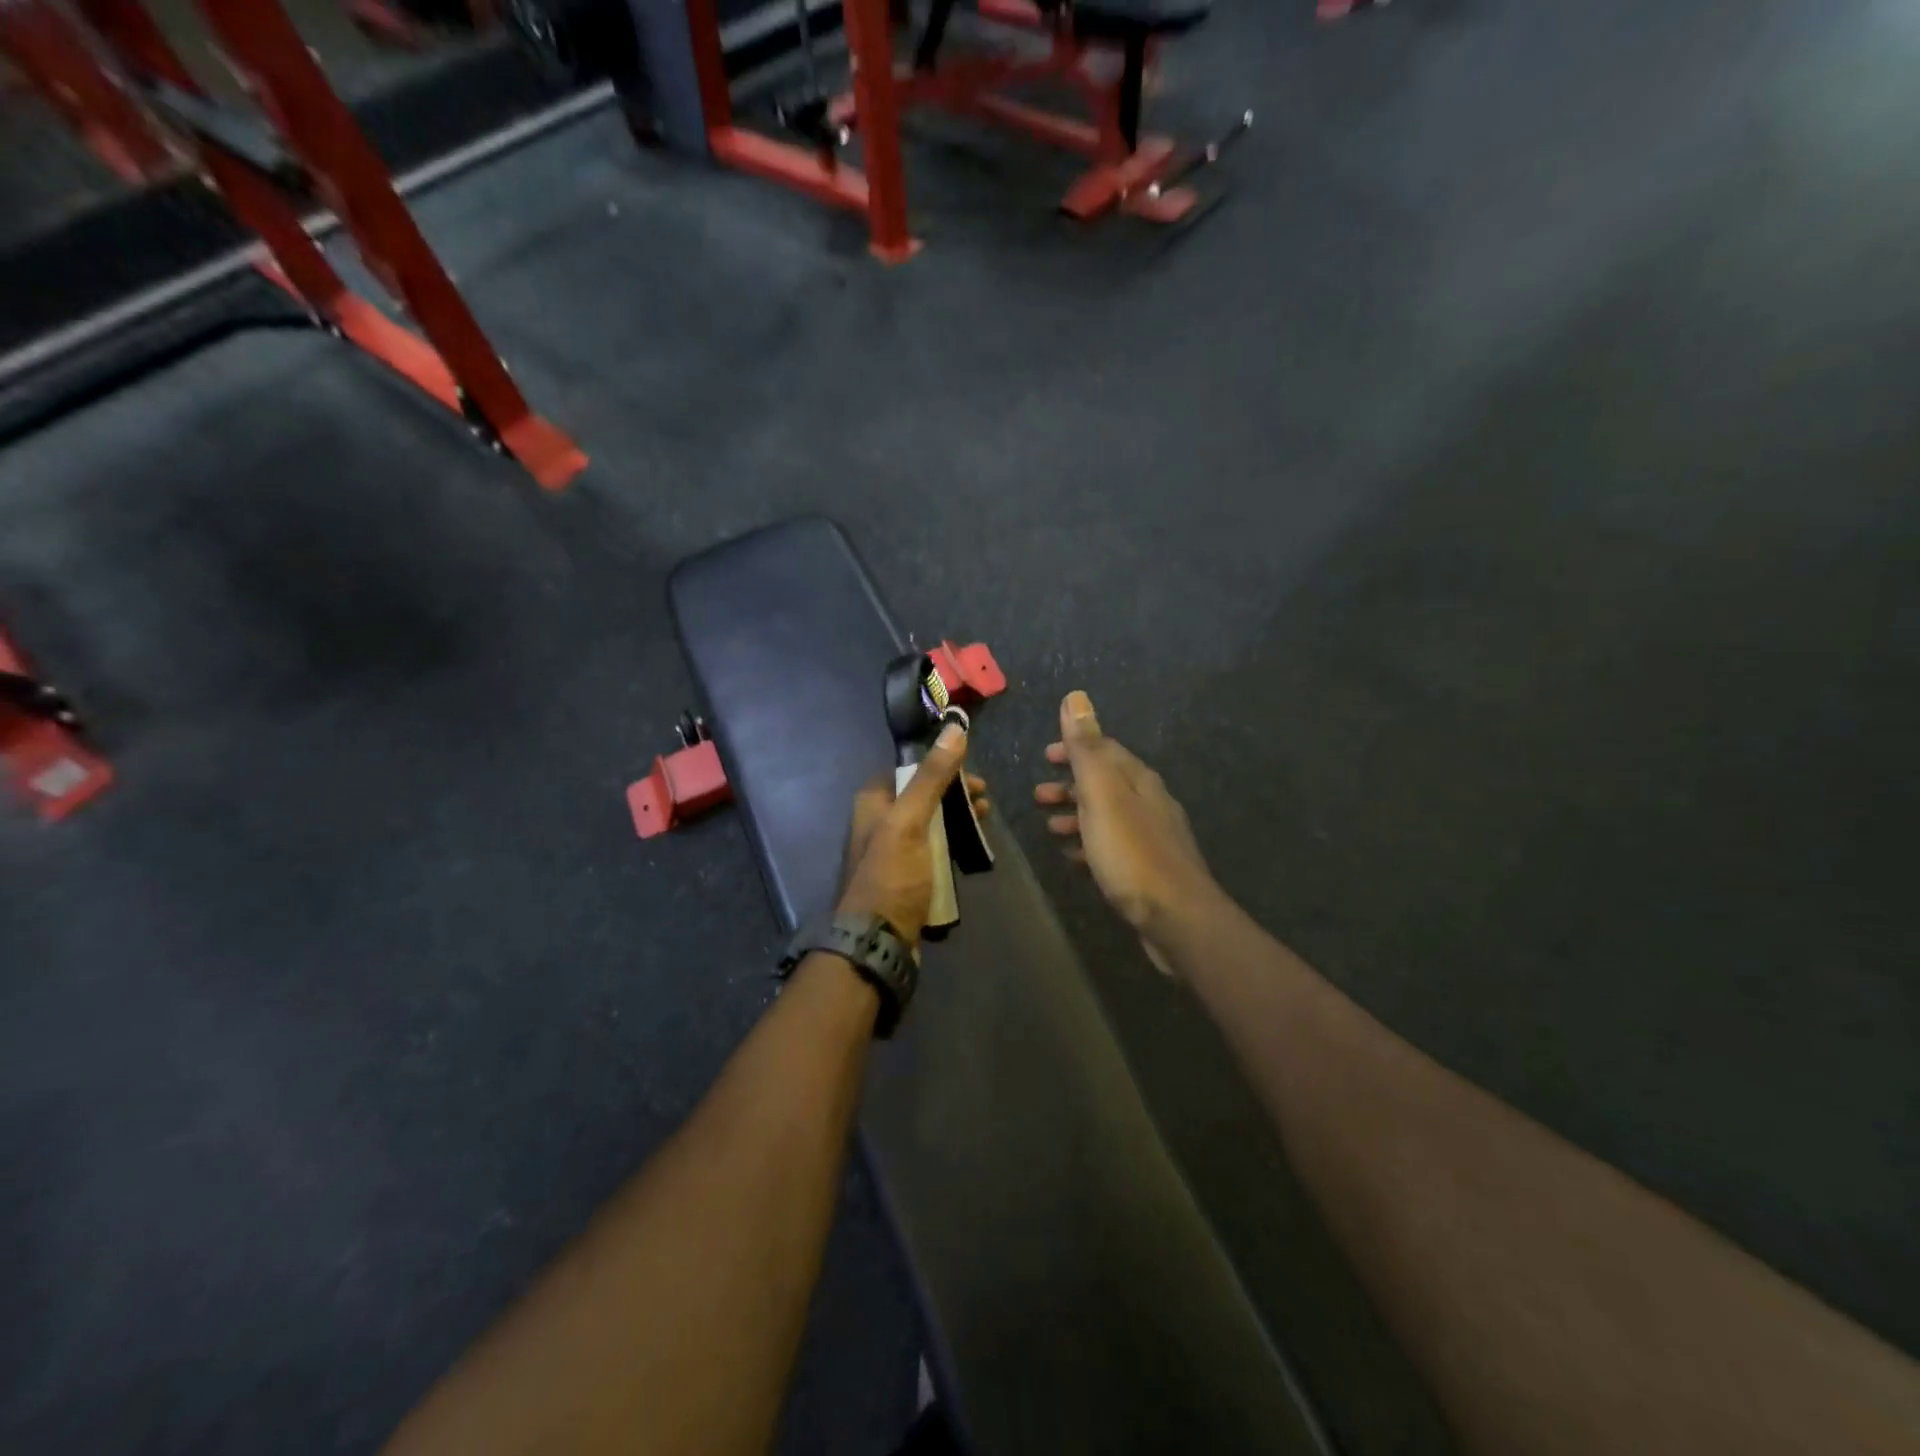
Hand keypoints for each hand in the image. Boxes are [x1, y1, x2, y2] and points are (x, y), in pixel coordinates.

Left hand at [838, 721, 989, 947]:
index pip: (907, 770)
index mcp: (872, 803)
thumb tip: (956, 728)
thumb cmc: (891, 876)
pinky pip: (932, 852)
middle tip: (985, 799)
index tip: (970, 770)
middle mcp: (878, 824)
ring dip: (956, 819)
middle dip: (954, 794)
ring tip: (985, 821)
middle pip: (921, 797)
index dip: (939, 765)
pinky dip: (952, 846)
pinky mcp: (906, 878)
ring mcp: (892, 853)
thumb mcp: (910, 821)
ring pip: (930, 825)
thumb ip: (932, 777)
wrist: (877, 942)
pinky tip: (972, 850)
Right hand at [1035, 691, 1215, 962]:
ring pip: (1108, 816)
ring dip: (1077, 816)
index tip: (1045, 755)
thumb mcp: (1102, 794)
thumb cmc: (1131, 852)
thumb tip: (1076, 697)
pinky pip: (1113, 847)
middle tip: (1038, 795)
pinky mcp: (1150, 870)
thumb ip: (1086, 748)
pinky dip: (1090, 844)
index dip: (1074, 749)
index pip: (1105, 750)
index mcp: (1139, 780)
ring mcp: (1153, 838)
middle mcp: (1150, 802)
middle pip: (1106, 783)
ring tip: (1050, 827)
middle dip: (1071, 784)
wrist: (1176, 917)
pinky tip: (1075, 859)